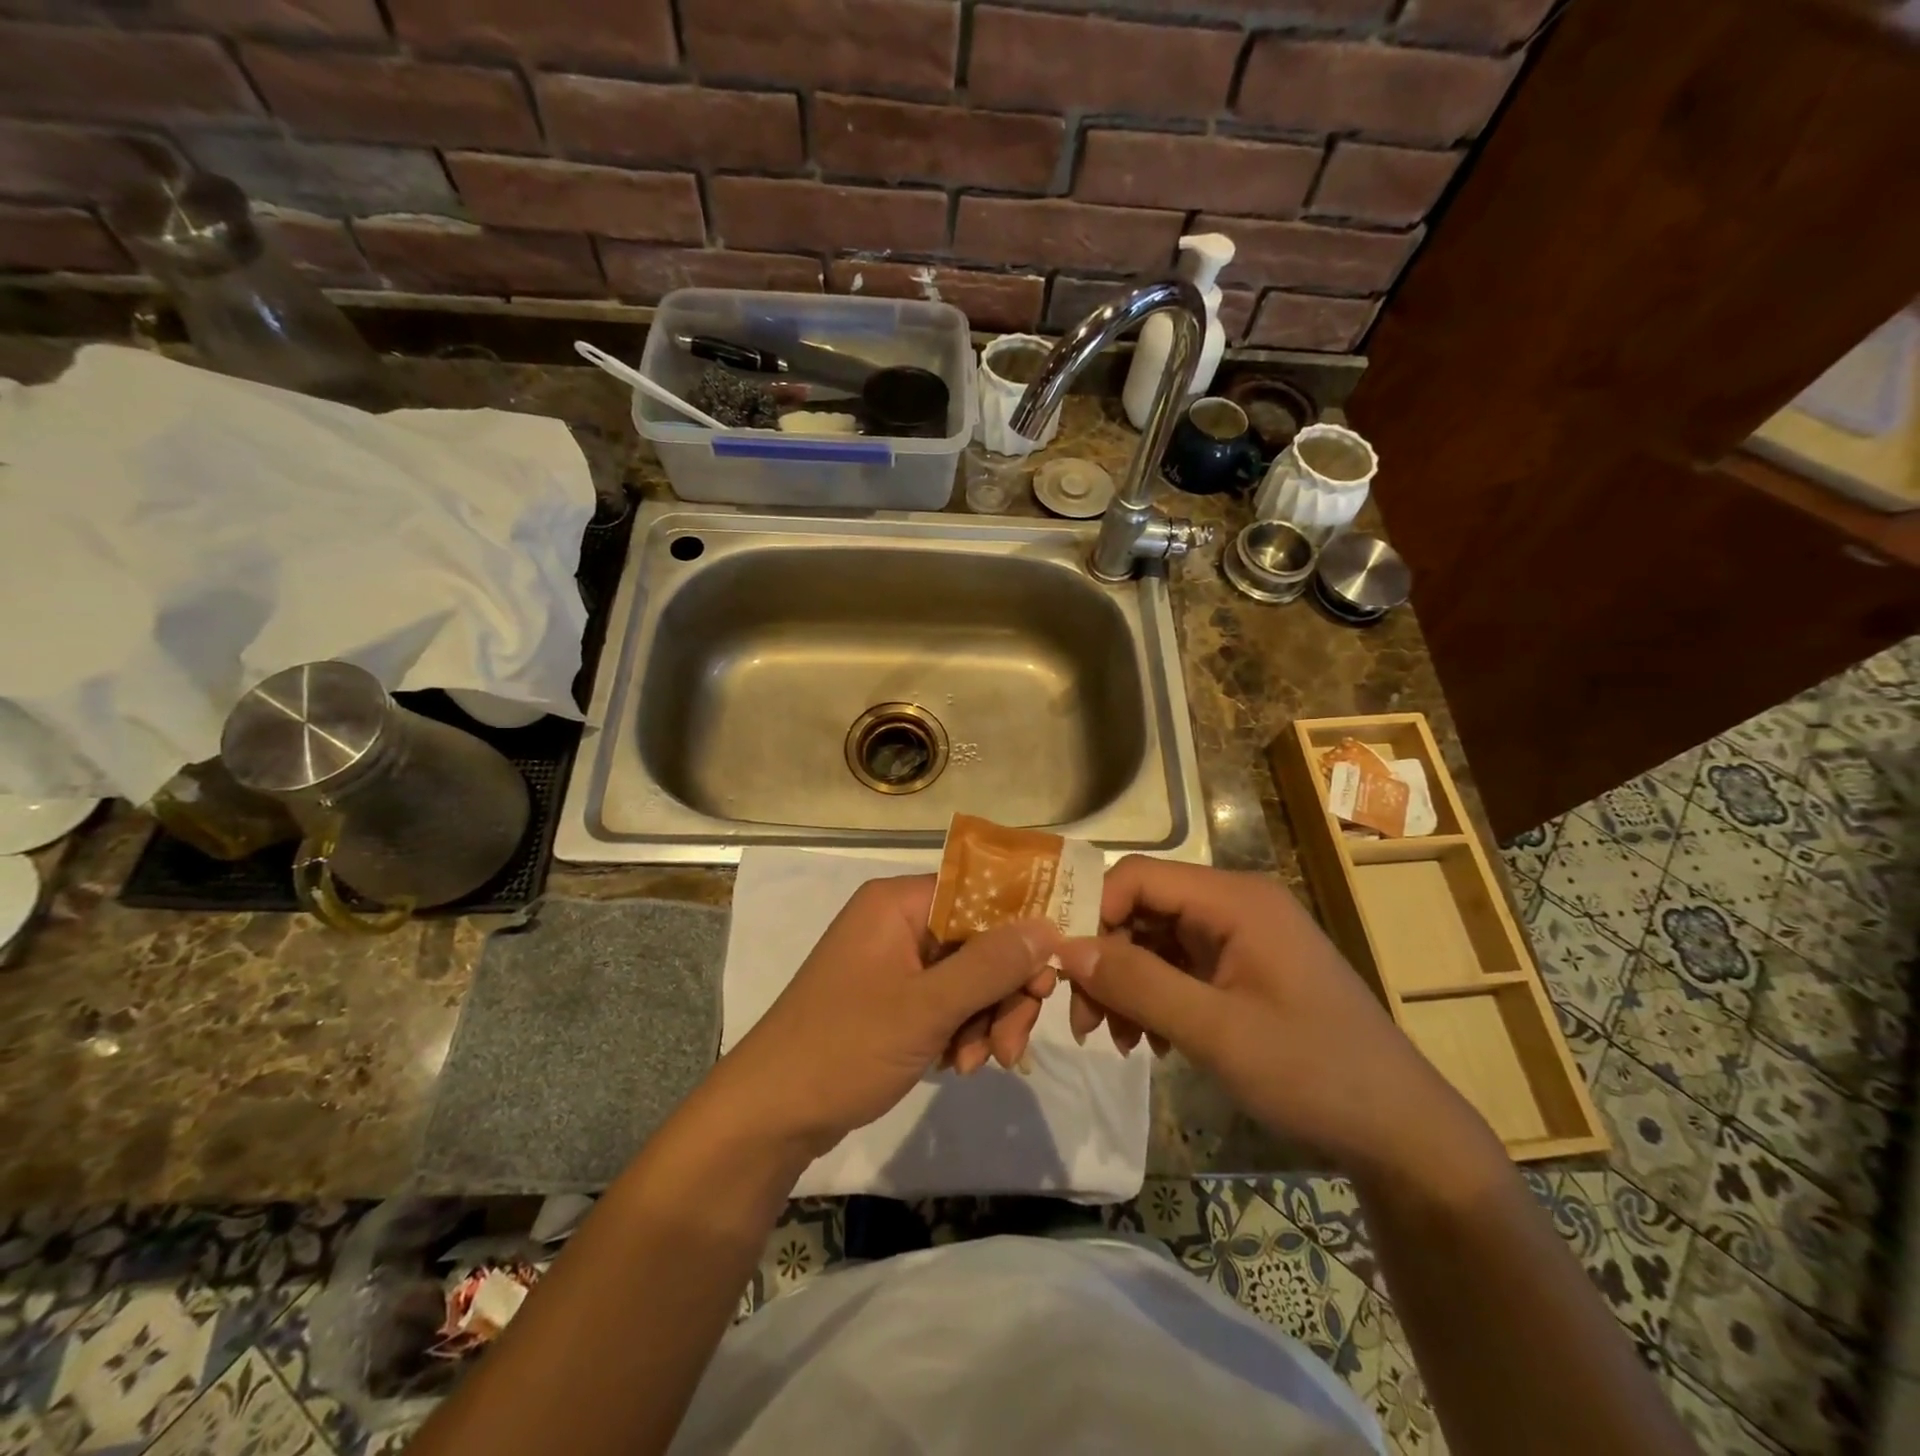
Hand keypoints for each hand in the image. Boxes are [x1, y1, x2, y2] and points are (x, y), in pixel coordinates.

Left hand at [713, 874, 1061, 1155]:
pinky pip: (945, 1001)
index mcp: (896, 903)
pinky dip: (960, 1031)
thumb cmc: (844, 1048)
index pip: (978, 894)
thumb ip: (990, 965)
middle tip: (1012, 1043)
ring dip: (984, 1019)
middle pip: (977, 940)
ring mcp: (893, 962)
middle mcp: (896, 923)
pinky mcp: (891, 999)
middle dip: (1002, 992)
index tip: (1048, 976)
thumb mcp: (925, 1008)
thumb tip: (1049, 926)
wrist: (770, 1116)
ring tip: (978, 1064)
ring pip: (967, 976)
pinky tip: (956, 1065)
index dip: (1020, 929)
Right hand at [1055, 856, 1494, 1181]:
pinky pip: (1179, 968)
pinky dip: (1155, 998)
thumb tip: (1065, 949)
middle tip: (1086, 1022)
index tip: (1066, 969)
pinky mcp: (1243, 970)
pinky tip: (1153, 1043)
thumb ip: (1137, 984)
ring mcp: (1241, 938)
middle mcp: (1235, 905)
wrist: (1401, 1133)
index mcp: (1235, 899)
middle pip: (1144, 909)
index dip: (1094, 912)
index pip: (1139, 876)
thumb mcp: (1215, 1031)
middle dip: (1107, 959)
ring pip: (1156, 941)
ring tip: (1119, 1040)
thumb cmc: (1312, 1072)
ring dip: (1127, 985)